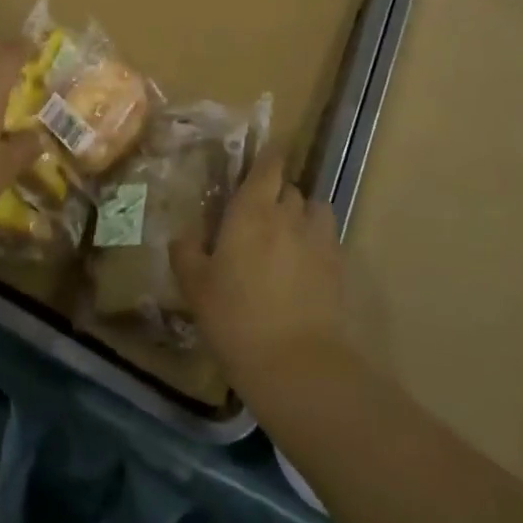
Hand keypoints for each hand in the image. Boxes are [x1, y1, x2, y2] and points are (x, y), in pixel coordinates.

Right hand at [173, 142, 349, 387]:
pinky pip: (328, 238)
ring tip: (289, 234)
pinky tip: (306, 264)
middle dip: (277, 192)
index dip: (267, 157)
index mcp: (251, 210)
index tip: (261, 158)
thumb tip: (183, 236)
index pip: (268, 165)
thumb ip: (186, 254)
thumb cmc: (237, 319)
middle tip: (260, 212)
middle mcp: (288, 214)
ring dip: (302, 213)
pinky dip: (317, 241)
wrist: (297, 365)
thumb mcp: (196, 288)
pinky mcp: (339, 267)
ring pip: (314, 208)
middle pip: (289, 187)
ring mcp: (318, 239)